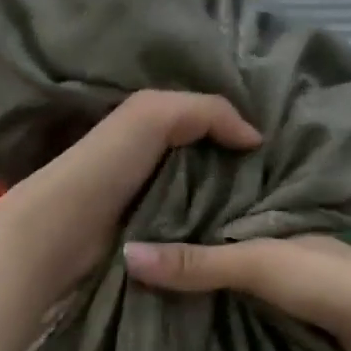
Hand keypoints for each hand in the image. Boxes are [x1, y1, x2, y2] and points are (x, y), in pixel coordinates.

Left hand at [6, 91, 262, 291]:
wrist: (61, 233)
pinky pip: (198, 230)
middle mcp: (157, 161)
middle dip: (246, 172)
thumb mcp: (154, 115)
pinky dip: (220, 231)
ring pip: (209, 199)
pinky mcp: (159, 239)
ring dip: (237, 205)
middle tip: (289, 185)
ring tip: (278, 212)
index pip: (210, 122)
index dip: (242, 130)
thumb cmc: (106, 167)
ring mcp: (157, 202)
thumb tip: (256, 138)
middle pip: (213, 163)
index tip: (284, 147)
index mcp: (154, 126)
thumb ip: (207, 111)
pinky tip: (248, 235)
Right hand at [123, 234, 350, 350]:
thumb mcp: (256, 264)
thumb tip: (126, 254)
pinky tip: (190, 309)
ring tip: (143, 284)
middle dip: (181, 249)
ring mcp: (285, 275)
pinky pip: (244, 300)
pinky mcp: (292, 307)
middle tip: (123, 256)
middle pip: (217, 242)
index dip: (173, 212)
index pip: (210, 206)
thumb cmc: (324, 281)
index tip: (125, 218)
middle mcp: (274, 239)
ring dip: (200, 281)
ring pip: (230, 274)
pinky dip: (220, 303)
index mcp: (268, 215)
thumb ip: (197, 262)